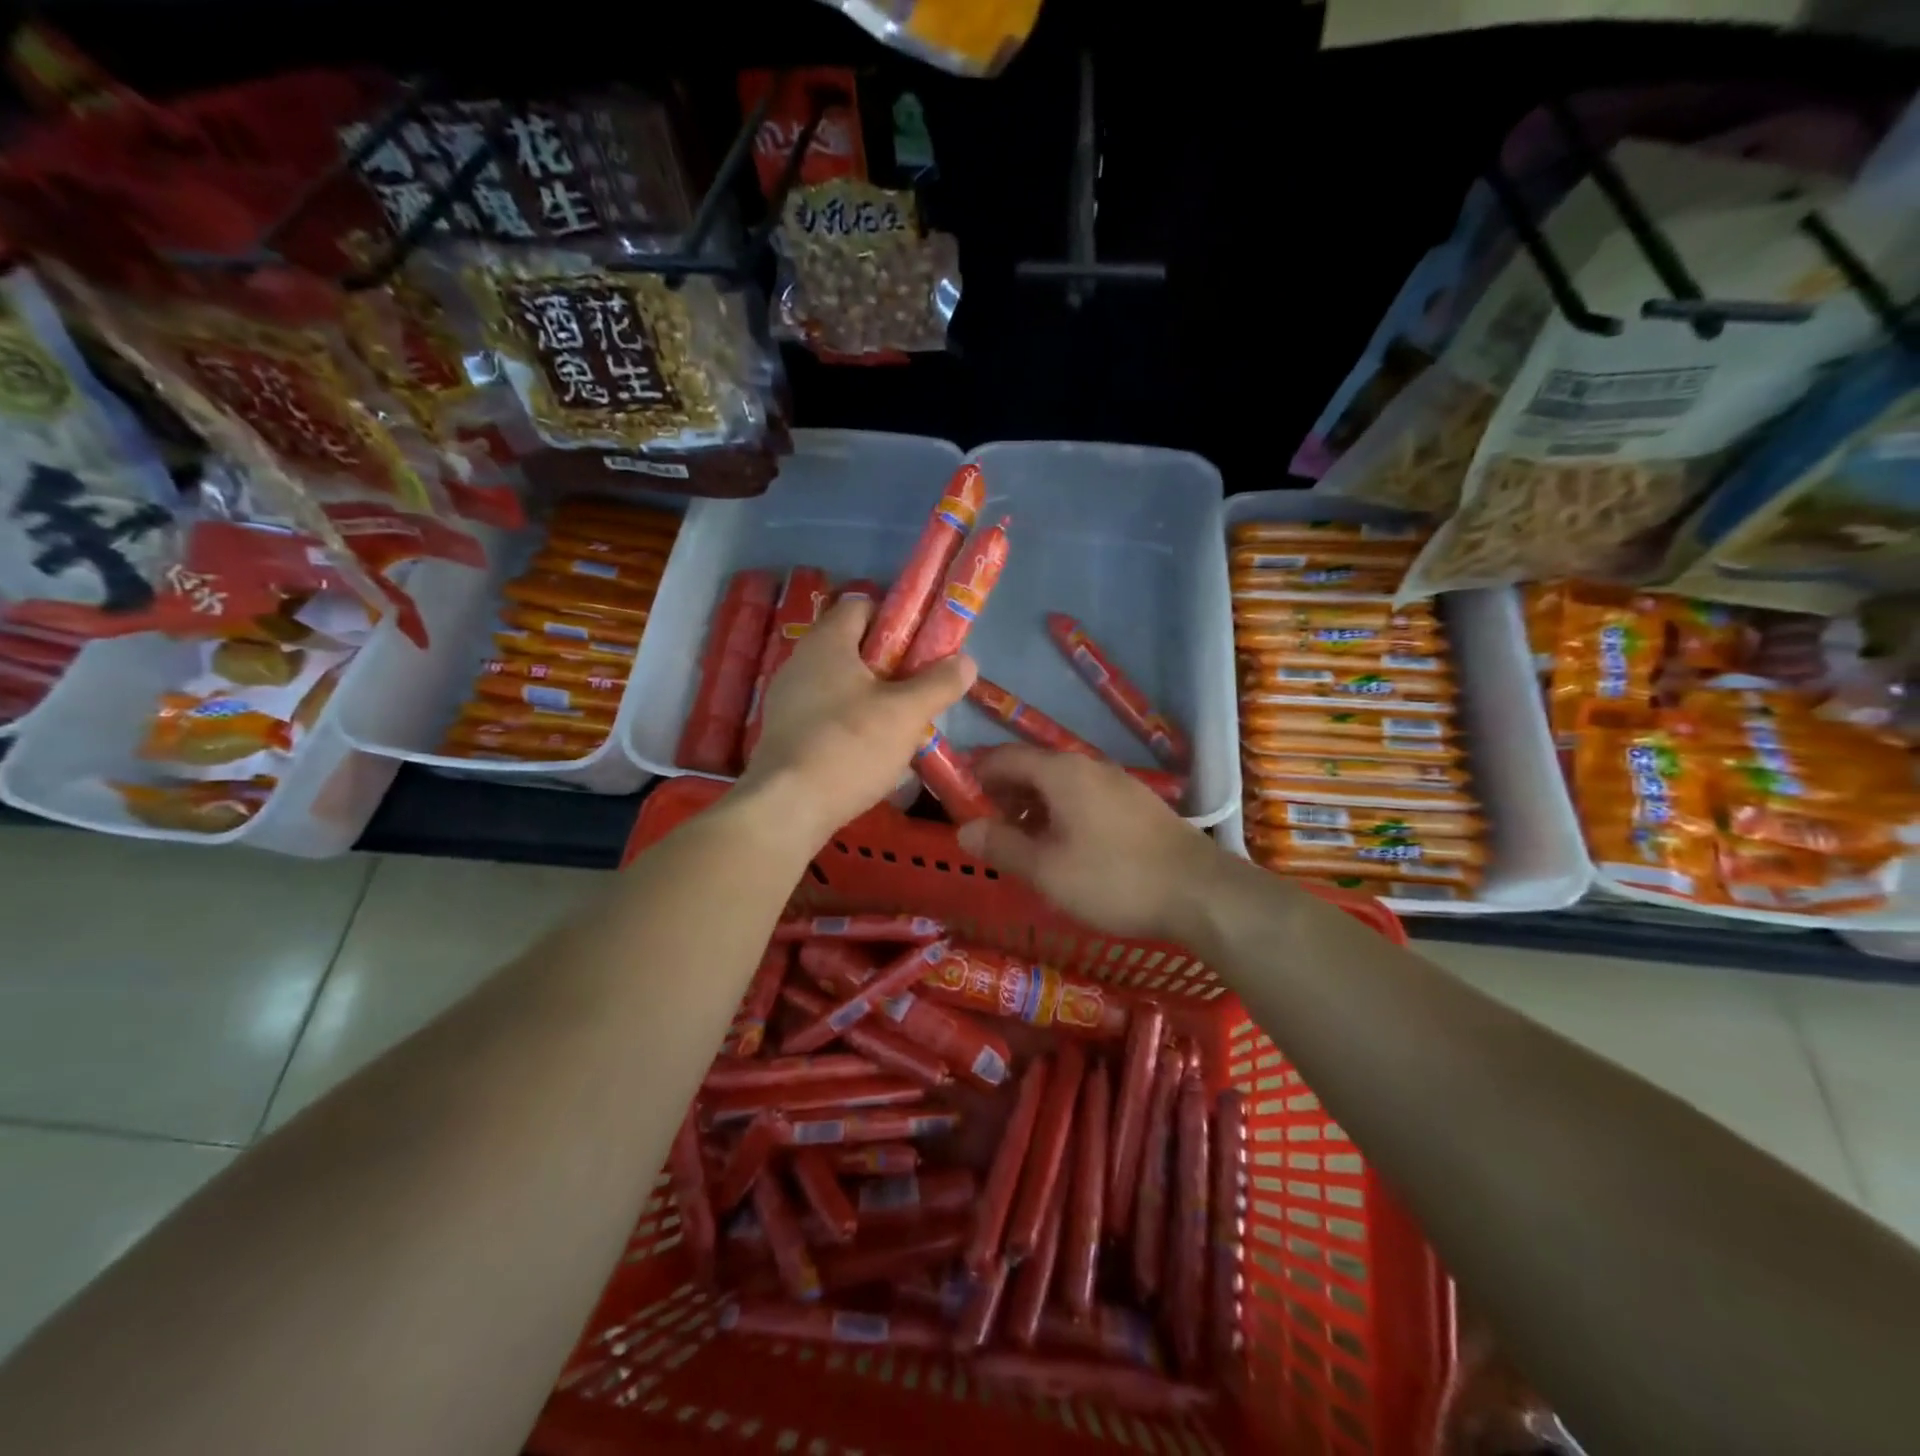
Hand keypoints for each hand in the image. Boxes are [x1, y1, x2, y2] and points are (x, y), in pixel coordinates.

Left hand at [738, 599, 975, 844]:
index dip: (896, 619)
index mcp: (827, 642)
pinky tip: (869, 750)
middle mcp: (801, 661)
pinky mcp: (784, 731)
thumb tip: (965, 661)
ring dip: (872, 697)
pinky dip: (849, 722)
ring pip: (840, 683)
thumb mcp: (906, 714)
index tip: (922, 647)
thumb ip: (939, 683)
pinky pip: (825, 713)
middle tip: (918, 689)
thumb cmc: (850, 746)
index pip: (862, 606)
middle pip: (853, 647)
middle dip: (890, 664)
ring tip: (900, 724)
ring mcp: (787, 698)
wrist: (787, 807)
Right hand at [957, 744, 1219, 940]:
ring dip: (1032, 807)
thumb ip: (1001, 846)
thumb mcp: (1045, 869)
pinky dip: (1060, 814)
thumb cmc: (1113, 879)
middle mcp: (1088, 765)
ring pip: (1060, 785)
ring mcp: (1117, 783)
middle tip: (985, 828)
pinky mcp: (1137, 805)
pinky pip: (1084, 798)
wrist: (1200, 893)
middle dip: (1003, 793)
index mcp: (1061, 771)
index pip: (1003, 756)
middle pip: (1032, 768)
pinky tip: (1062, 847)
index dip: (975, 774)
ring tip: (1019, 843)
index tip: (955, 798)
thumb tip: (965, 829)